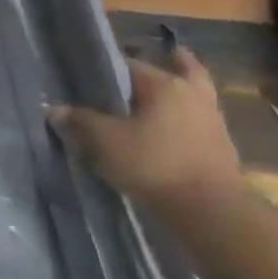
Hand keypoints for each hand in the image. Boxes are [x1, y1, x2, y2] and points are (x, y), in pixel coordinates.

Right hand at [49, 46, 244, 212]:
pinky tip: (164, 133)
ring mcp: (213, 122)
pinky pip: (197, 124)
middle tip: (140, 71)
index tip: (90, 77)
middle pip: (180, 70)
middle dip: (165, 65)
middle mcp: (192, 95)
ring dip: (177, 96)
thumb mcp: (105, 141)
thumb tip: (55, 110)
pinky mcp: (222, 150)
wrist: (212, 214)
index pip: (130, 64)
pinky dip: (183, 122)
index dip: (107, 69)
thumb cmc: (154, 165)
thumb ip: (80, 122)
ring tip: (152, 101)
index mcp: (165, 85)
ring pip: (192, 97)